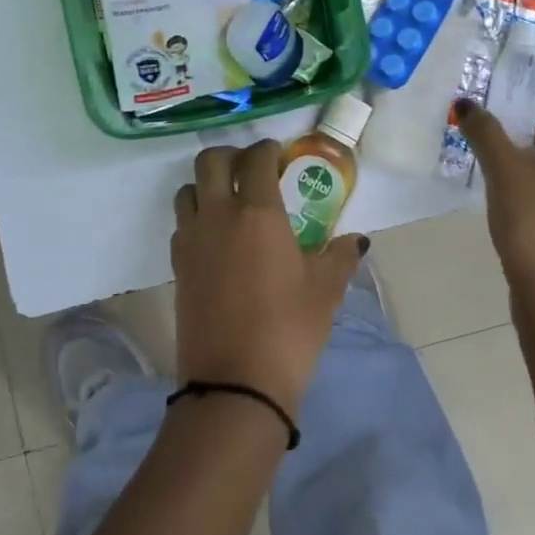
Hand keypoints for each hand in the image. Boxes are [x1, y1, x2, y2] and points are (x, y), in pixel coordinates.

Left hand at [171, 141, 365, 414]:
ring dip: (207, 184)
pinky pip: (181, 223)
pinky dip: (196, 216)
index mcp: (257, 212)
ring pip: (189, 190)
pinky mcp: (177, 265)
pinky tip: (215, 237)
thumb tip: (357, 240)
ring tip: (229, 200)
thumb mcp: (325, 291)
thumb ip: (340, 257)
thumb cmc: (288, 330)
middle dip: (230, 155)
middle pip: (210, 161)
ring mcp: (191, 239)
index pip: (256, 160)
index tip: (278, 154)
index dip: (267, 150)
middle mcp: (218, 215)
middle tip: (250, 168)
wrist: (235, 383)